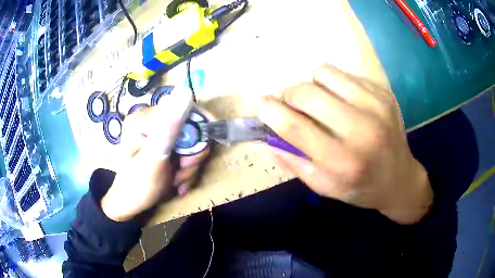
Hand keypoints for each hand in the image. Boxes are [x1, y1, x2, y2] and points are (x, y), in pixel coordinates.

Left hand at [101, 93, 208, 221]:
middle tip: (183, 172)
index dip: (199, 129)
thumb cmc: (137, 188)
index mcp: (143, 119)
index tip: (199, 156)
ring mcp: (156, 132)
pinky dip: (186, 168)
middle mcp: (150, 121)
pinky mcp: (162, 143)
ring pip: (190, 142)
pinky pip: (184, 150)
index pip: (183, 109)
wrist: (129, 205)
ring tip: (178, 182)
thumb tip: (185, 93)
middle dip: (192, 154)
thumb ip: (168, 129)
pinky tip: (178, 182)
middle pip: (189, 127)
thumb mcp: (153, 161)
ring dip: (189, 166)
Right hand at [259, 64, 432, 224]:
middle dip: (289, 94)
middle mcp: (361, 130)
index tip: (259, 102)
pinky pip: (344, 74)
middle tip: (291, 104)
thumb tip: (266, 135)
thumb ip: (293, 161)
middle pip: (307, 93)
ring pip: (324, 73)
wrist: (400, 179)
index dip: (270, 110)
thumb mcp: (324, 187)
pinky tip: (342, 101)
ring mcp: (376, 106)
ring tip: (320, 102)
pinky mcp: (383, 93)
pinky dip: (334, 84)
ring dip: (312, 85)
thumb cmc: (360, 188)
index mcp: (343, 162)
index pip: (295, 127)